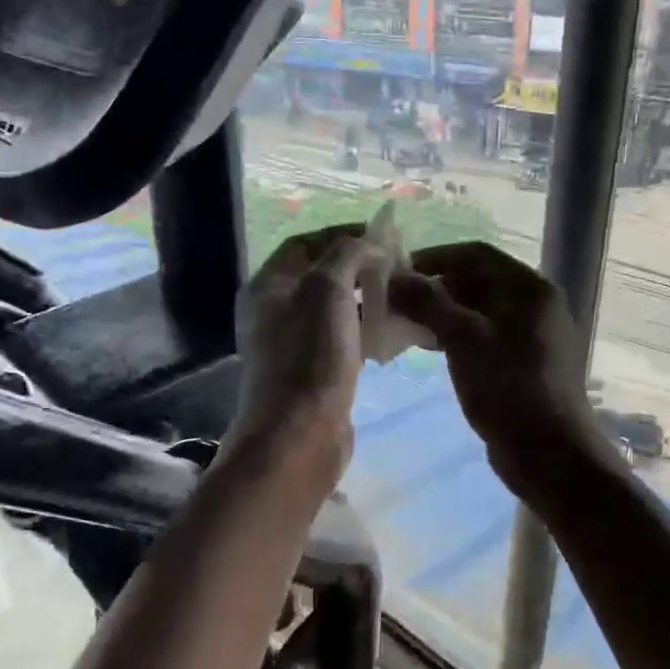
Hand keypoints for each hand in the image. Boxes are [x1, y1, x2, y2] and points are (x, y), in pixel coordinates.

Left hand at [230, 225, 375, 474]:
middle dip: (359, 268)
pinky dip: (366, 332)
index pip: (304, 244)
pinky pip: (343, 341)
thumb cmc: (310, 354)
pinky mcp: (314, 374)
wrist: (300, 433)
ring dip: (366, 300)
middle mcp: (274, 312)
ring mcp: (293, 346)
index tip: (381, 236)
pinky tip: (393, 334)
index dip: (342, 234)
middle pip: (321, 277)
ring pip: (335, 310)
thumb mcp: (327, 288)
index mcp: (267, 286)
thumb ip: (347, 254)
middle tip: (398, 267)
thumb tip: (369, 243)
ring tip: (402, 297)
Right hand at [388, 242, 611, 495]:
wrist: (549, 454)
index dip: (433, 258)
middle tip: (395, 301)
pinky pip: (483, 335)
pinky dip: (455, 335)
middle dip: (434, 288)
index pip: (475, 254)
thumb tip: (393, 276)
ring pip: (477, 310)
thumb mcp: (463, 339)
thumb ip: (428, 302)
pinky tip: (428, 348)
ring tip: (404, 325)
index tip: (396, 272)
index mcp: (529, 288)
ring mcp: (531, 335)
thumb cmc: (508, 387)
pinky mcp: (522, 362)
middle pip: (476, 280)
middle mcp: (534, 304)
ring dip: (441, 313)